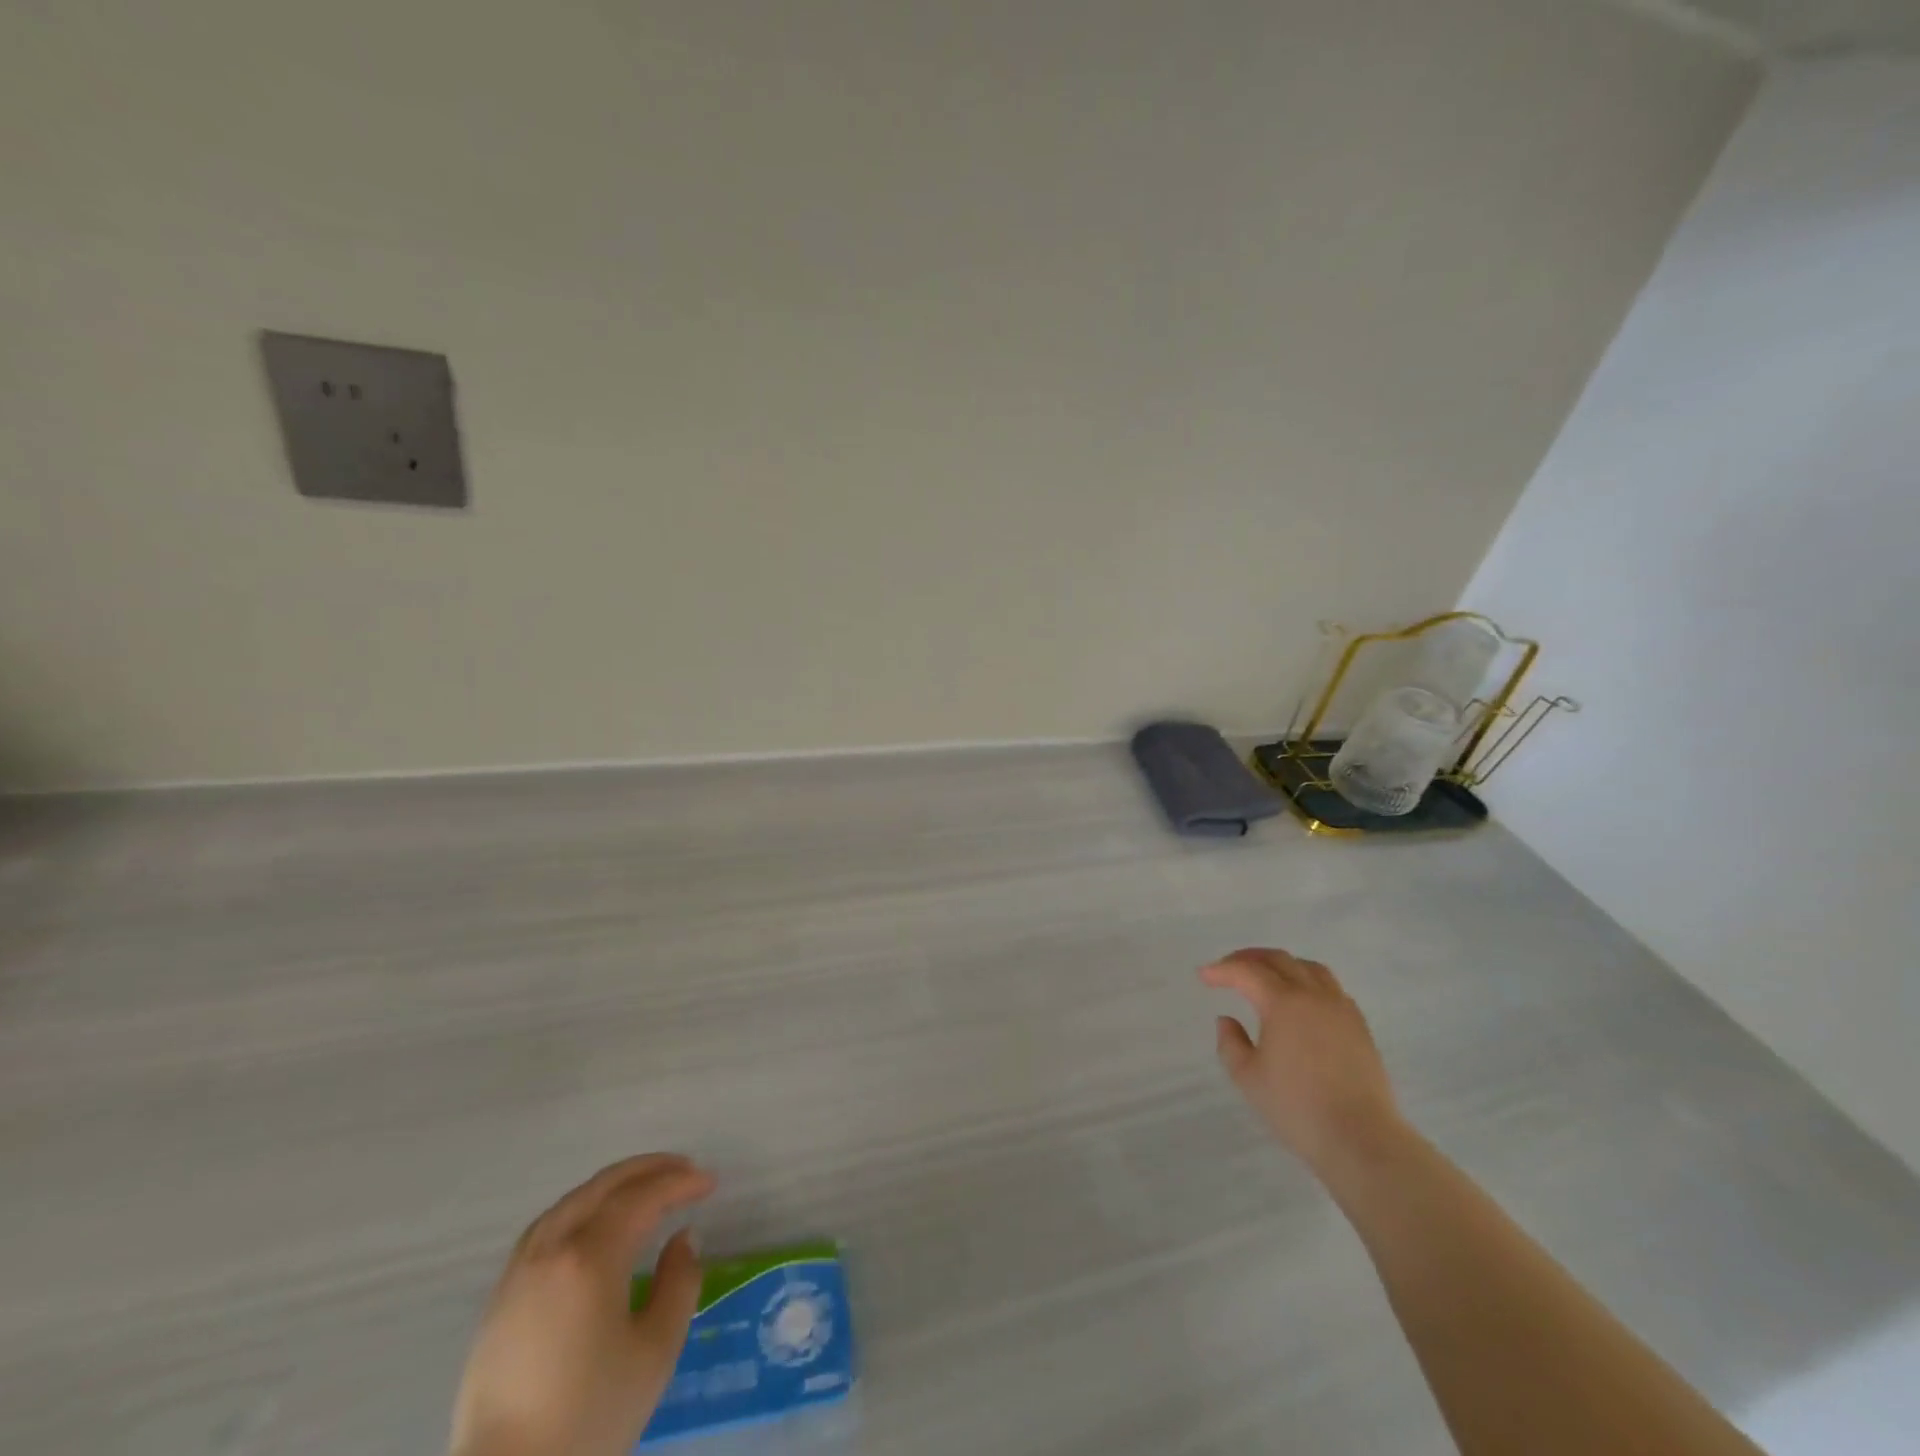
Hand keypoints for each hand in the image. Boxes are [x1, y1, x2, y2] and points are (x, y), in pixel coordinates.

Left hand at [450, 1154, 716, 1455]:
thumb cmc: (589, 1418)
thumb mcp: (655, 1352)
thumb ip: (679, 1284)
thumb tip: (683, 1238)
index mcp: (590, 1257)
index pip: (644, 1198)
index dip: (680, 1183)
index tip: (710, 1182)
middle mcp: (552, 1249)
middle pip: (604, 1186)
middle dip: (649, 1169)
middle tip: (684, 1169)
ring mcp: (519, 1271)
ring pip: (572, 1201)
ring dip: (613, 1184)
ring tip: (644, 1186)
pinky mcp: (499, 1297)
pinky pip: (547, 1226)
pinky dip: (581, 1206)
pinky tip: (594, 1221)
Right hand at [1201, 948, 1404, 1176]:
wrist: (1361, 1139)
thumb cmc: (1297, 1107)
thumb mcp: (1248, 1078)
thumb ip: (1231, 1043)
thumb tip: (1228, 1020)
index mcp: (1283, 1003)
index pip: (1246, 971)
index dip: (1222, 970)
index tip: (1204, 976)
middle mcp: (1313, 995)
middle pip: (1278, 960)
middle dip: (1248, 959)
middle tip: (1227, 969)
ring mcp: (1340, 1008)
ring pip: (1308, 968)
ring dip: (1281, 965)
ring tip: (1265, 977)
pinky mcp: (1359, 1026)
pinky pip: (1330, 987)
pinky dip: (1307, 981)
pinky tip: (1301, 1001)